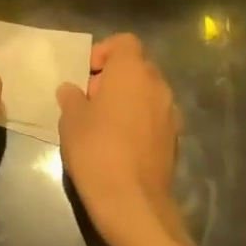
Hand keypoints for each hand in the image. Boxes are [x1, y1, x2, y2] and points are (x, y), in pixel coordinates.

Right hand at [57, 34, 183, 241]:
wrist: (133, 203)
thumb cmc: (97, 150)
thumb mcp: (71, 119)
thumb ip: (71, 97)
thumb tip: (72, 90)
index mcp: (133, 71)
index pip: (124, 42)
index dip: (104, 51)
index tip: (86, 74)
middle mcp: (157, 86)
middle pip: (137, 67)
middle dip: (113, 77)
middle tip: (89, 100)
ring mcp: (171, 114)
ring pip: (147, 93)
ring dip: (127, 100)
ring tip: (103, 124)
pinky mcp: (175, 141)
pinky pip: (154, 118)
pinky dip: (139, 122)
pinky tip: (119, 145)